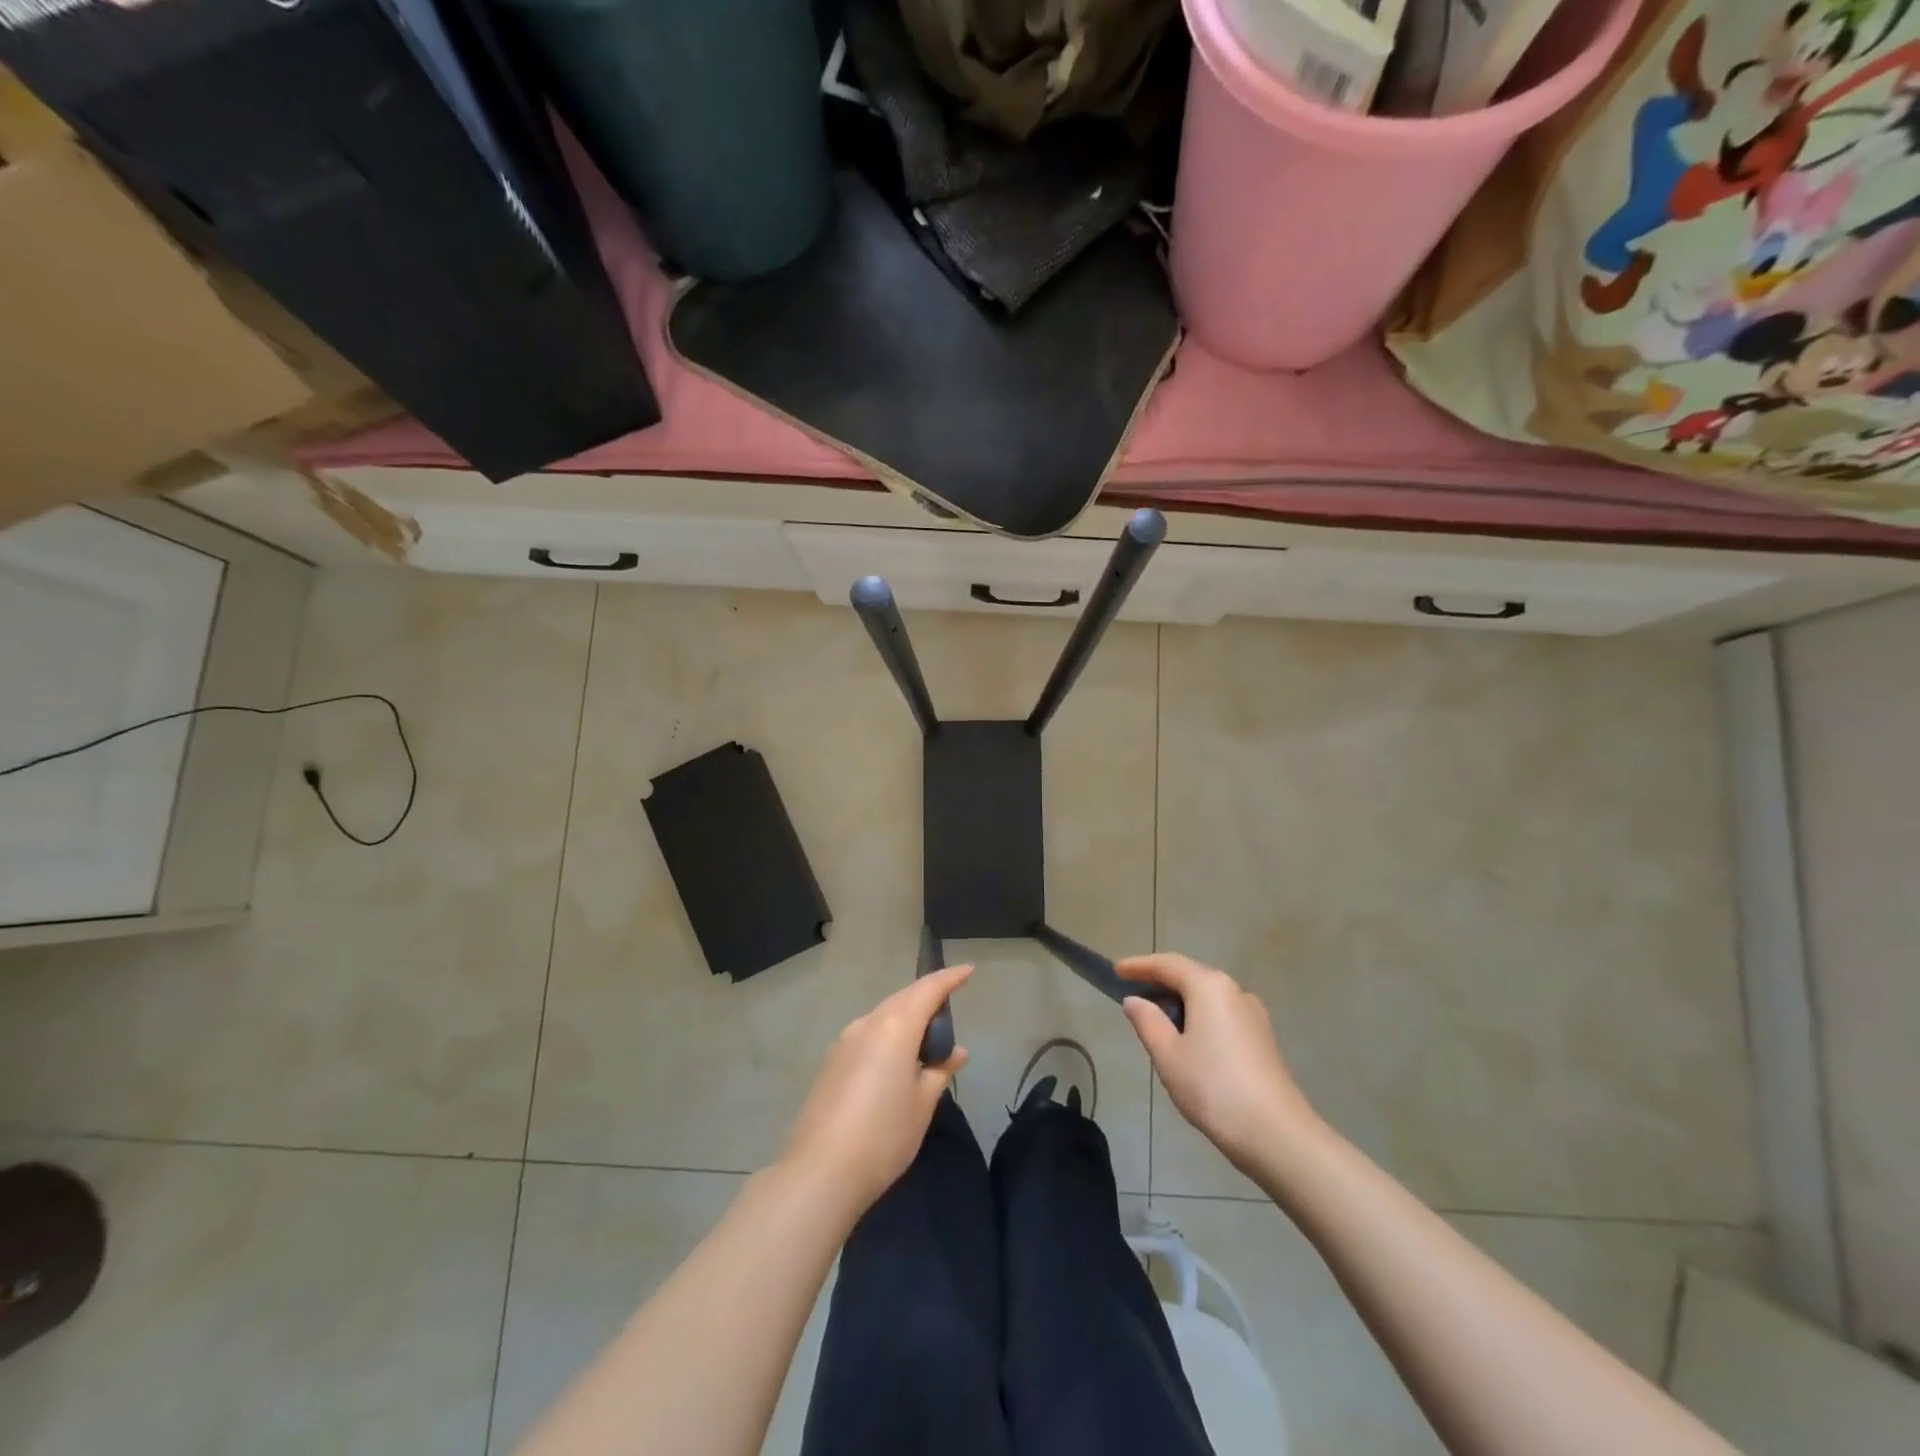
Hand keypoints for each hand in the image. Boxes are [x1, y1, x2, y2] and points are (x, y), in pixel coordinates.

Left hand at [782, 965, 971, 1218]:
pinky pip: (867, 1035)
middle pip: (903, 999)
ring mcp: (844, 1042)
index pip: (928, 990)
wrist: (820, 1172)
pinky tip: (895, 1061)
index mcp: (894, 1027)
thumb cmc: (884, 1136)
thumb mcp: (922, 1104)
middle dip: (927, 997)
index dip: (949, 978)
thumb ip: (940, 1071)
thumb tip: (956, 1051)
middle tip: (949, 1007)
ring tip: (925, 1039)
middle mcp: (867, 1024)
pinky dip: (887, 1036)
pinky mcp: (830, 1062)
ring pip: (882, 1016)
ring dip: (905, 1018)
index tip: (968, 971)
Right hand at [1119, 953, 1321, 1174]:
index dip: (1139, 965)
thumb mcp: (1168, 1056)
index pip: (1167, 964)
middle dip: (1160, 982)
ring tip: (1157, 1022)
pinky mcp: (1262, 1038)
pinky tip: (1189, 1042)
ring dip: (1181, 1002)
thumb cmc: (1214, 1088)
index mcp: (1209, 987)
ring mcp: (1253, 1014)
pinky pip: (1222, 1014)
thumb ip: (1147, 1022)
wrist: (1277, 1135)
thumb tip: (1135, 1000)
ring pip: (1208, 997)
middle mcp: (1234, 991)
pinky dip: (1200, 1017)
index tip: (1116, 970)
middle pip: (1190, 976)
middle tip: (1133, 994)